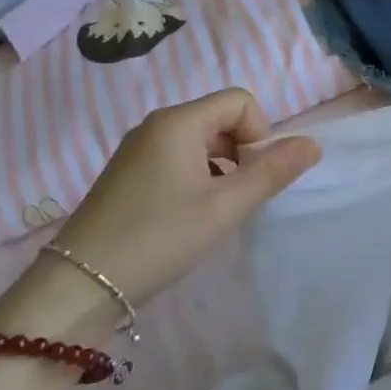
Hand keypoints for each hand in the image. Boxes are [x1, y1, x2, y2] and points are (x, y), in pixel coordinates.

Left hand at [0, 89, 319, 338]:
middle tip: (236, 198)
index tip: (252, 176)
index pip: (241, 101)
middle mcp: (155, 126)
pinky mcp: (126, 175)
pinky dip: (196, 178)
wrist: (76, 288)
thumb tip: (314, 145)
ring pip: (200, 142)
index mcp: (178, 122)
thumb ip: (272, 172)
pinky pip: (177, 159)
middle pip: (221, 118)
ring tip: (213, 211)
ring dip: (220, 168)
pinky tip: (187, 218)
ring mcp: (136, 150)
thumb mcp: (225, 207)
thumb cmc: (158, 238)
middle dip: (241, 152)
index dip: (260, 134)